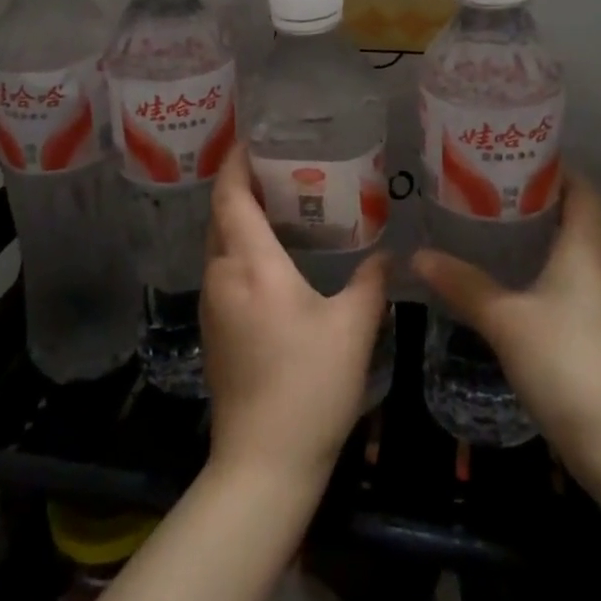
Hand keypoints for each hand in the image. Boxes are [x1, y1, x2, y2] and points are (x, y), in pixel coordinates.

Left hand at [200, 146, 389, 490]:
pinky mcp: (214, 328)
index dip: (236, 162)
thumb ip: (371, 282)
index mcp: (251, 266)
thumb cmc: (309, 386)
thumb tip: (388, 253)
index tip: (251, 137)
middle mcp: (221, 276)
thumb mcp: (353, 328)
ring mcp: (212, 304)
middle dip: (240, 184)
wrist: (262, 462)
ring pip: (219, 243)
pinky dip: (240, 246)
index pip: (232, 197)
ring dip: (239, 216)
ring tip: (279, 200)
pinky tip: (271, 254)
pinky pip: (222, 268)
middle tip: (278, 164)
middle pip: (220, 215)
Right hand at [412, 171, 600, 479]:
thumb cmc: (567, 365)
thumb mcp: (504, 322)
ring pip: (585, 249)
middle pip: (582, 214)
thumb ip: (462, 285)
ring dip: (549, 237)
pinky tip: (526, 286)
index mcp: (591, 245)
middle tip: (491, 195)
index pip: (580, 185)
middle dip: (540, 200)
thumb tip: (417, 256)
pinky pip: (588, 278)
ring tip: (501, 234)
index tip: (509, 162)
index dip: (550, 167)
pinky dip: (559, 268)